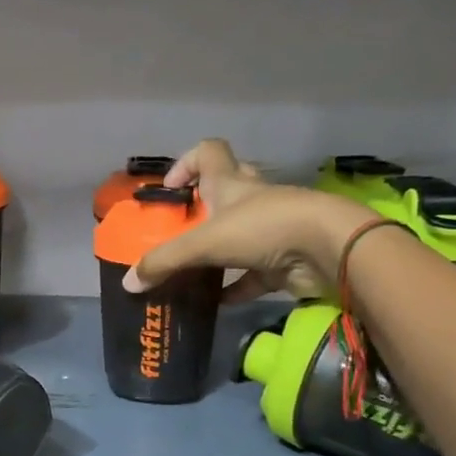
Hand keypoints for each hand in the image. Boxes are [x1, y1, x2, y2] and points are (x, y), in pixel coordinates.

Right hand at [126, 139, 368, 301]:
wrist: (328, 250)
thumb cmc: (263, 229)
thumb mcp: (204, 242)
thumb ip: (165, 261)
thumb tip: (128, 283)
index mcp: (230, 183)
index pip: (208, 153)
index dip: (186, 163)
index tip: (170, 190)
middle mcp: (250, 201)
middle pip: (224, 191)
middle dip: (201, 209)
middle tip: (179, 231)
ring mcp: (269, 230)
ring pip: (236, 235)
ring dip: (215, 251)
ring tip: (188, 270)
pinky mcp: (281, 261)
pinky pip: (250, 275)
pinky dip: (232, 287)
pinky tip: (213, 303)